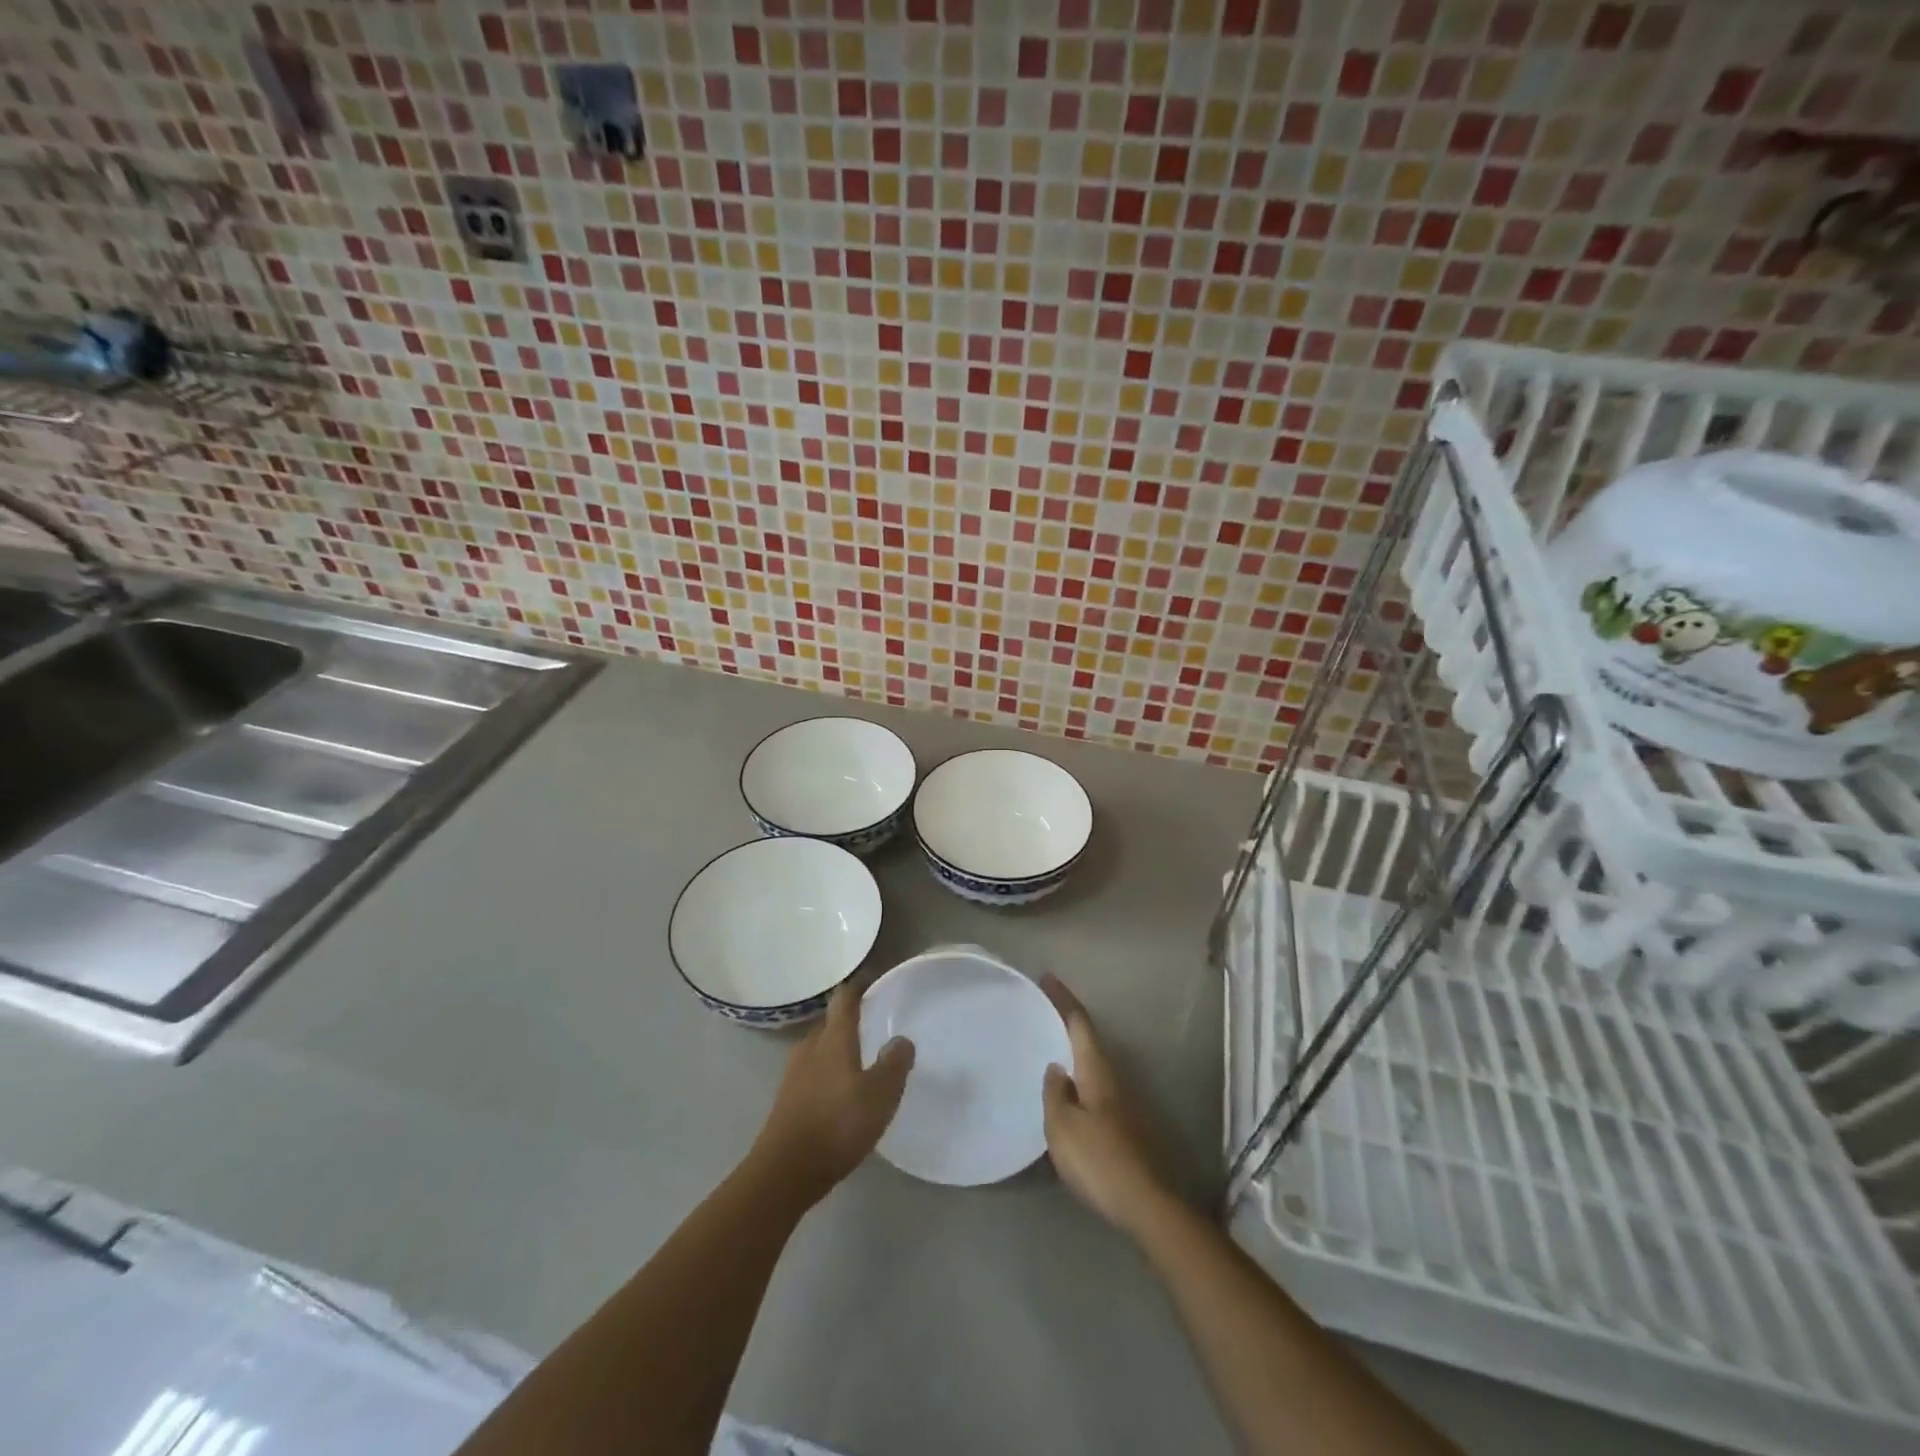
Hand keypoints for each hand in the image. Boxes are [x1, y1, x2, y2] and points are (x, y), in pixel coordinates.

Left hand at [751, 982, 913, 1204]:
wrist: (784, 1171)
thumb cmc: (837, 1124)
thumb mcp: (880, 1095)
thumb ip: (894, 1064)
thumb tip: (901, 1040)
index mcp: (833, 1039)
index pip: (844, 1000)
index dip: (858, 987)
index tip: (871, 980)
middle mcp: (810, 1048)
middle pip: (829, 1023)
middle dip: (847, 1020)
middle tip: (871, 1023)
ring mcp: (793, 1074)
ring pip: (818, 1049)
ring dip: (836, 1047)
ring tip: (858, 1057)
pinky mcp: (786, 1099)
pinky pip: (811, 1072)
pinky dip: (826, 1072)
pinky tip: (839, 1091)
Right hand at [1042, 975, 1174, 1235]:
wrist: (1147, 1205)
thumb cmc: (1099, 1160)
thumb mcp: (1063, 1126)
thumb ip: (1055, 1093)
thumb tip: (1056, 1068)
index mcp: (1097, 1070)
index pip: (1079, 1023)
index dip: (1063, 999)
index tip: (1047, 978)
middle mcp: (1114, 1078)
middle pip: (1089, 1040)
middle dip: (1067, 1022)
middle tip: (1042, 1011)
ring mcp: (1124, 1103)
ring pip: (1094, 1065)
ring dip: (1074, 1051)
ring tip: (1049, 1048)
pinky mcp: (1126, 1126)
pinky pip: (1096, 1088)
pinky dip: (1079, 1077)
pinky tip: (1067, 1093)